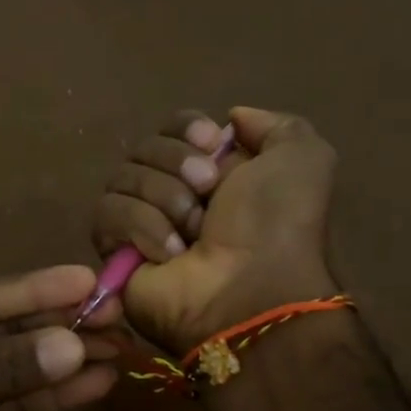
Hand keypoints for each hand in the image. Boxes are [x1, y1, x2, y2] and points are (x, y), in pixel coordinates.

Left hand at [0, 265, 120, 410]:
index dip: (38, 289)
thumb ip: (2, 372)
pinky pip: (10, 398)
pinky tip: (91, 386)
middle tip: (119, 317)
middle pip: (4, 326)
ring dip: (62, 360)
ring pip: (13, 362)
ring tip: (118, 352)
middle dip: (59, 325)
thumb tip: (73, 344)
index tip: (89, 281)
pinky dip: (47, 394)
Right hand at [93, 106, 338, 352]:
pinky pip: (106, 213)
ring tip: (192, 233)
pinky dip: (141, 227)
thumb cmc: (276, 226)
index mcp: (215, 170)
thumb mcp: (303, 160)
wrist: (250, 292)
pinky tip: (169, 253)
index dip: (187, 129)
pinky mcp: (114, 251)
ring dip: (165, 199)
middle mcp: (175, 192)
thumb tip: (230, 119)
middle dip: (177, 165)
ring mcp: (141, 222)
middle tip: (209, 195)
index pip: (174, 126)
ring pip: (123, 178)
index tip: (211, 144)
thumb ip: (275, 125)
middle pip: (145, 147)